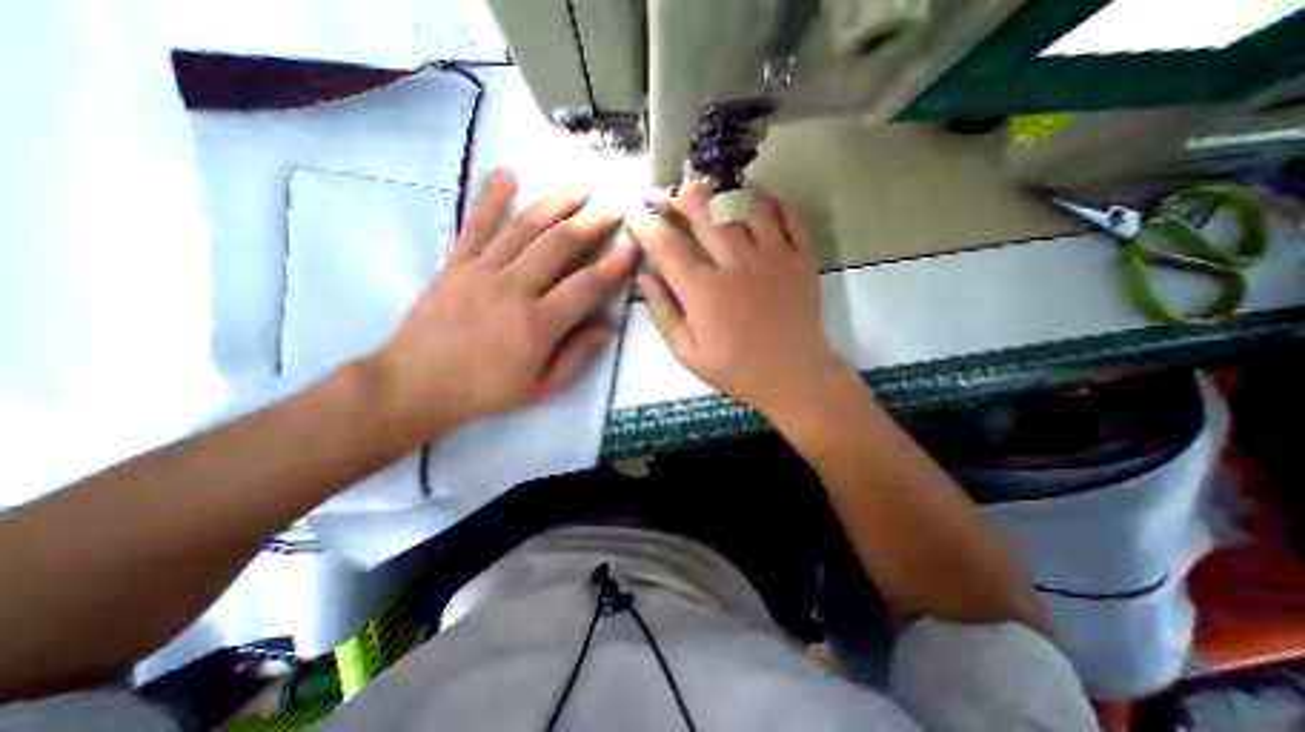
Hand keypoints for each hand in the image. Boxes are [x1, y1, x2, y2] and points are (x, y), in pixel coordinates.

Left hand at [363, 168, 635, 436]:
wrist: (415, 385)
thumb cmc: (485, 391)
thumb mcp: (541, 388)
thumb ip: (577, 356)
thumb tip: (607, 327)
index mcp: (537, 325)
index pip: (585, 287)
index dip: (612, 268)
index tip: (631, 249)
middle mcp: (512, 289)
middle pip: (558, 246)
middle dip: (591, 224)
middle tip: (614, 208)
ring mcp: (481, 271)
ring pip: (524, 228)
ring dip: (555, 203)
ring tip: (579, 186)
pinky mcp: (455, 264)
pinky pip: (476, 226)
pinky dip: (491, 198)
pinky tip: (506, 174)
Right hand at [630, 181, 852, 419]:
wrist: (795, 378)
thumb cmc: (736, 370)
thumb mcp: (688, 353)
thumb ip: (663, 312)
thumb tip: (644, 275)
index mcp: (704, 291)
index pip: (667, 245)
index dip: (646, 224)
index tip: (635, 215)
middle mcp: (738, 264)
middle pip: (705, 211)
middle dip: (680, 196)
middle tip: (669, 196)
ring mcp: (775, 256)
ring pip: (746, 203)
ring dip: (723, 191)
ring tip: (710, 193)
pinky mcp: (803, 257)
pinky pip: (790, 214)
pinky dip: (772, 201)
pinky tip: (758, 202)